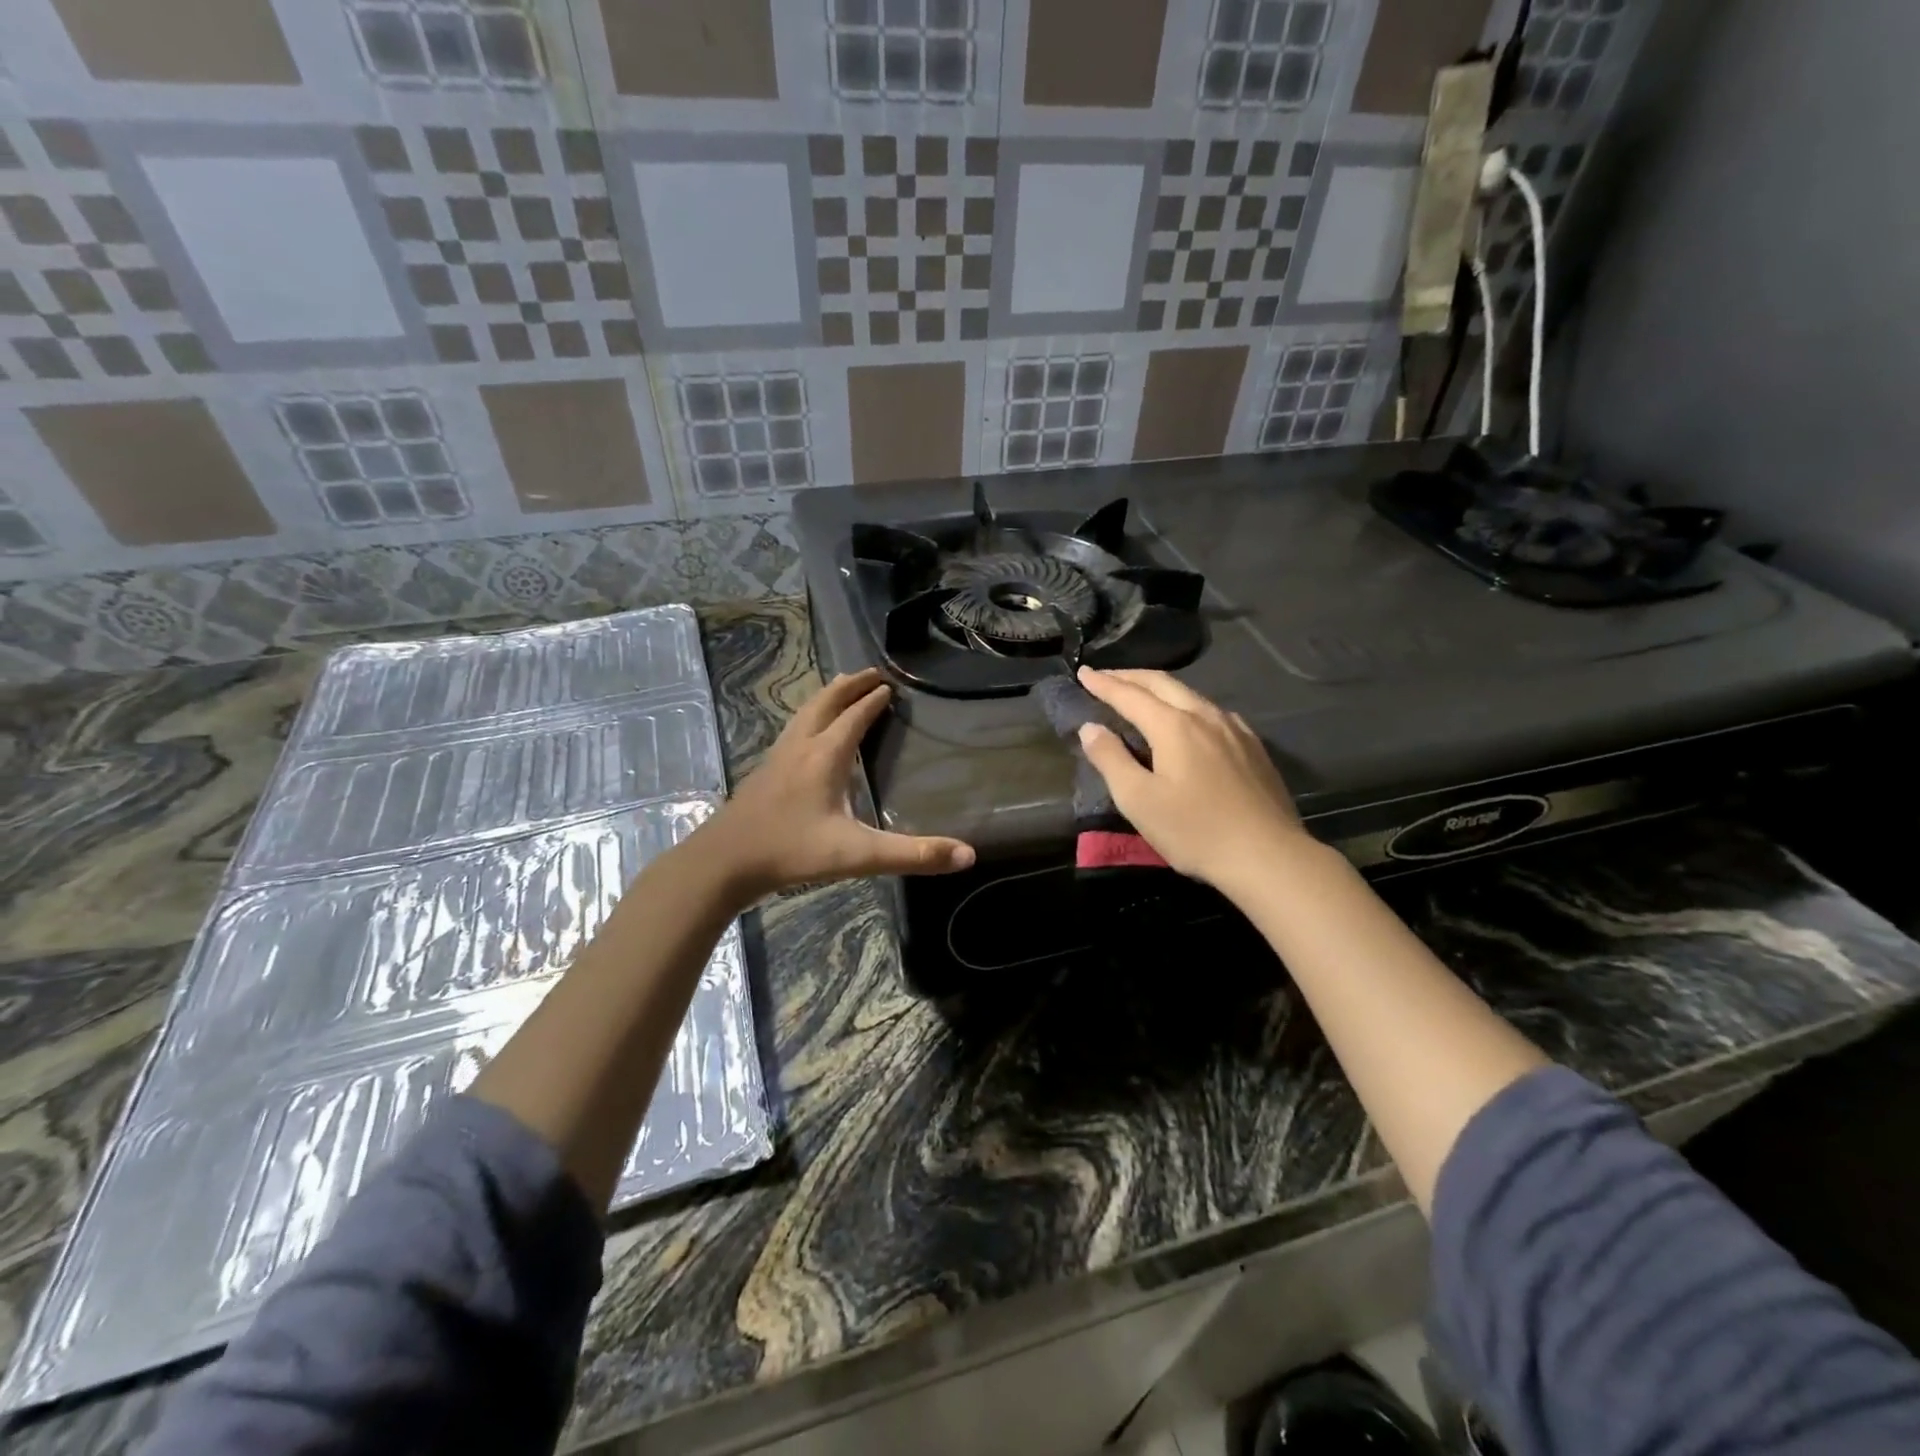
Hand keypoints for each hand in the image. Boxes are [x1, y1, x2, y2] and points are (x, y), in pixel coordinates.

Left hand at [691, 668, 974, 904]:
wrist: (723, 862)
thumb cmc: (792, 852)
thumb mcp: (858, 854)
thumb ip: (913, 854)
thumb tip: (969, 855)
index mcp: (826, 755)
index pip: (855, 716)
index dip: (874, 700)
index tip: (891, 686)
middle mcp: (801, 746)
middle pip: (826, 702)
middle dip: (850, 685)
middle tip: (871, 673)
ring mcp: (777, 756)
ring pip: (805, 713)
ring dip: (827, 696)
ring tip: (841, 688)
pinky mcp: (764, 771)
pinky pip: (792, 729)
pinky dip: (809, 717)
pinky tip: (807, 735)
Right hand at [1074, 667, 1312, 892]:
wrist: (1268, 856)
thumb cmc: (1195, 831)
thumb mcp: (1139, 800)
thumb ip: (1111, 759)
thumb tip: (1090, 727)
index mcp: (1173, 726)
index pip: (1129, 695)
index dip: (1103, 683)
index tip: (1083, 673)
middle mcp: (1205, 716)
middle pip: (1162, 684)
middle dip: (1130, 677)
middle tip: (1106, 676)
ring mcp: (1234, 729)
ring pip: (1191, 694)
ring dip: (1160, 688)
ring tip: (1142, 693)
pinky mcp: (1253, 747)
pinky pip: (1212, 712)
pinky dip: (1187, 705)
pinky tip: (1190, 719)